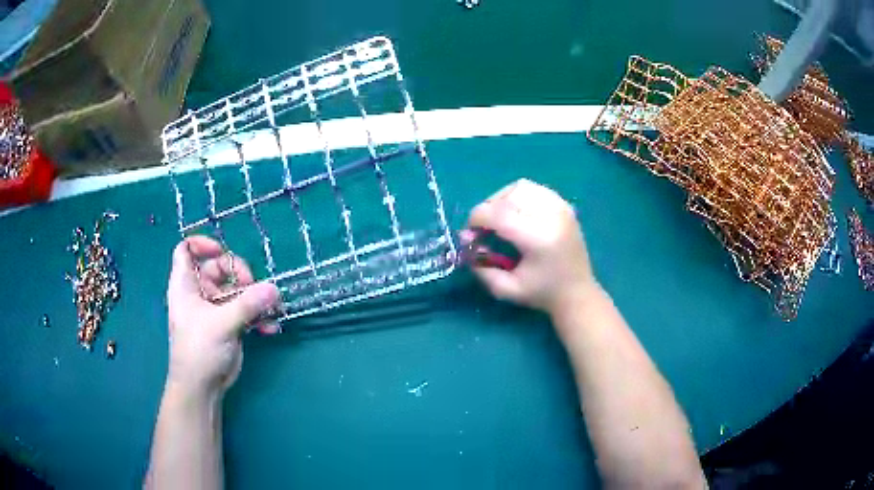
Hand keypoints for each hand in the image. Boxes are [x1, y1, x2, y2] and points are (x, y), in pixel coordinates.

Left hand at [166, 236, 280, 397]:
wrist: (202, 387)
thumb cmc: (199, 349)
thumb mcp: (221, 324)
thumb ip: (247, 304)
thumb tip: (274, 289)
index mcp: (186, 284)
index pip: (186, 250)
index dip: (202, 245)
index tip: (222, 251)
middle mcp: (199, 292)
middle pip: (218, 267)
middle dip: (238, 273)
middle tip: (252, 287)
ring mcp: (215, 308)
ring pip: (236, 289)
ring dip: (255, 297)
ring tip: (271, 309)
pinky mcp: (229, 323)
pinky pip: (246, 309)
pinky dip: (259, 315)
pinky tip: (270, 327)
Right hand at [462, 179, 597, 315]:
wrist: (577, 292)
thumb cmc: (542, 294)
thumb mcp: (506, 289)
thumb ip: (482, 267)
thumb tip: (466, 241)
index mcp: (538, 239)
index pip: (499, 214)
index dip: (477, 218)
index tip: (469, 233)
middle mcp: (551, 217)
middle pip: (508, 196)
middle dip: (487, 208)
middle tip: (482, 227)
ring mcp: (561, 208)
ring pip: (521, 187)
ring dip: (502, 199)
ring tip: (498, 217)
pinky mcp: (565, 206)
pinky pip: (535, 189)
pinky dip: (519, 196)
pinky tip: (516, 213)